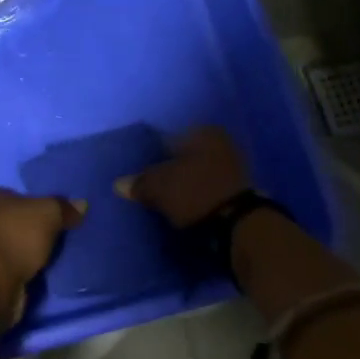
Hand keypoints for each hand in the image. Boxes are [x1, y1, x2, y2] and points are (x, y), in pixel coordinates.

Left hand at [0, 188, 85, 322]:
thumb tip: (81, 205)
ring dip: (26, 251)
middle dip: (30, 228)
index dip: (32, 202)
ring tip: (51, 254)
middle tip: (55, 233)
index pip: (11, 194)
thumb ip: (63, 207)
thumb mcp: (47, 213)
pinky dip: (21, 269)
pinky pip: (8, 266)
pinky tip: (39, 271)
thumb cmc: (14, 236)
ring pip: (9, 244)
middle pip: (10, 220)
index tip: (50, 214)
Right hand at [117, 127, 249, 226]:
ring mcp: (235, 168)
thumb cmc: (195, 192)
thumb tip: (119, 184)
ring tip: (167, 202)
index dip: (152, 157)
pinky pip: (209, 189)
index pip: (169, 139)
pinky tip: (186, 209)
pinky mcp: (240, 192)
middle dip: (171, 170)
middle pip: (185, 157)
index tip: (142, 173)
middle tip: (153, 187)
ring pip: (198, 173)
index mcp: (204, 132)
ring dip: (185, 185)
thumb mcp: (159, 186)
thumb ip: (139, 182)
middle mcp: (222, 143)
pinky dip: (197, 197)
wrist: (238, 226)